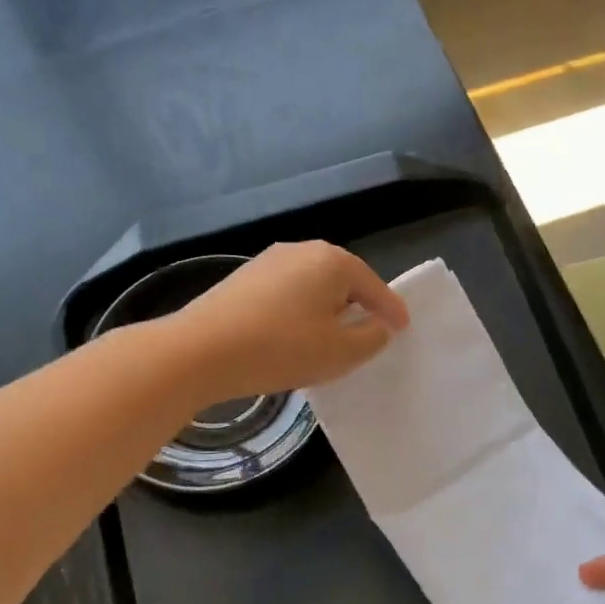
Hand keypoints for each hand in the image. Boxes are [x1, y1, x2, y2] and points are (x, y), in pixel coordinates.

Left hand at [170, 242, 408, 402]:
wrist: (201, 351)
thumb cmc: (282, 348)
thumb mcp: (340, 352)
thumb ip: (371, 337)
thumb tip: (378, 325)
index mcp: (333, 261)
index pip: (374, 286)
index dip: (391, 310)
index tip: (403, 328)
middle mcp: (302, 250)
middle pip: (342, 281)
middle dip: (357, 306)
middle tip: (368, 334)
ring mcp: (268, 261)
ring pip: (312, 287)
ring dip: (326, 310)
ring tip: (330, 339)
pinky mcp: (243, 279)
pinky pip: (286, 294)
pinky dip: (299, 313)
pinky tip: (293, 336)